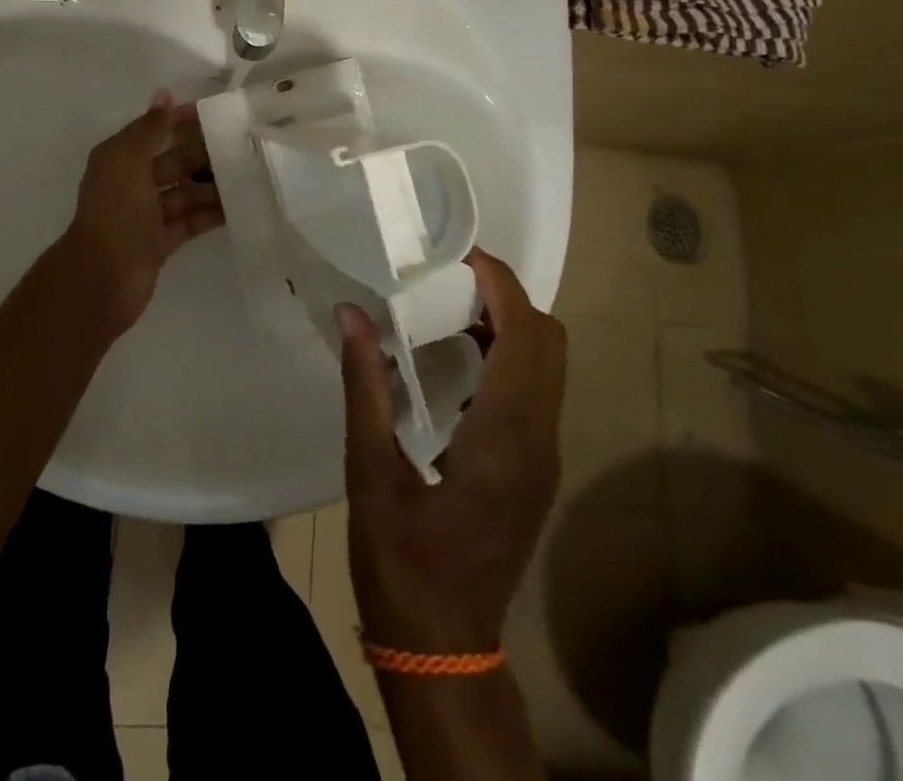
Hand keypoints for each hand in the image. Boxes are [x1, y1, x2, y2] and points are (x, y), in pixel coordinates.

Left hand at [52, 91, 223, 337]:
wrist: (103, 278)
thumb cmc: (115, 212)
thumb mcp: (127, 161)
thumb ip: (149, 129)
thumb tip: (165, 94)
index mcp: (119, 160)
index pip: (153, 132)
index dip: (179, 121)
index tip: (216, 113)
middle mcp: (132, 184)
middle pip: (173, 162)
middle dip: (202, 153)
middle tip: (243, 144)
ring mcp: (147, 215)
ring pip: (185, 192)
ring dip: (212, 184)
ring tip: (250, 174)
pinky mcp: (161, 242)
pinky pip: (191, 220)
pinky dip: (211, 213)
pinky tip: (240, 205)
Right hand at [338, 248, 566, 653]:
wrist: (446, 646)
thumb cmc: (401, 562)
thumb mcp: (369, 473)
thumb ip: (364, 387)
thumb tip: (352, 316)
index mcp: (501, 439)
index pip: (526, 338)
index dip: (502, 286)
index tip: (460, 255)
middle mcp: (538, 442)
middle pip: (550, 343)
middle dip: (508, 298)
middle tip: (448, 278)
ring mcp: (545, 458)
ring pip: (550, 365)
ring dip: (511, 324)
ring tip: (448, 308)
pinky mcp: (538, 469)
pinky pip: (539, 391)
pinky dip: (511, 356)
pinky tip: (457, 361)